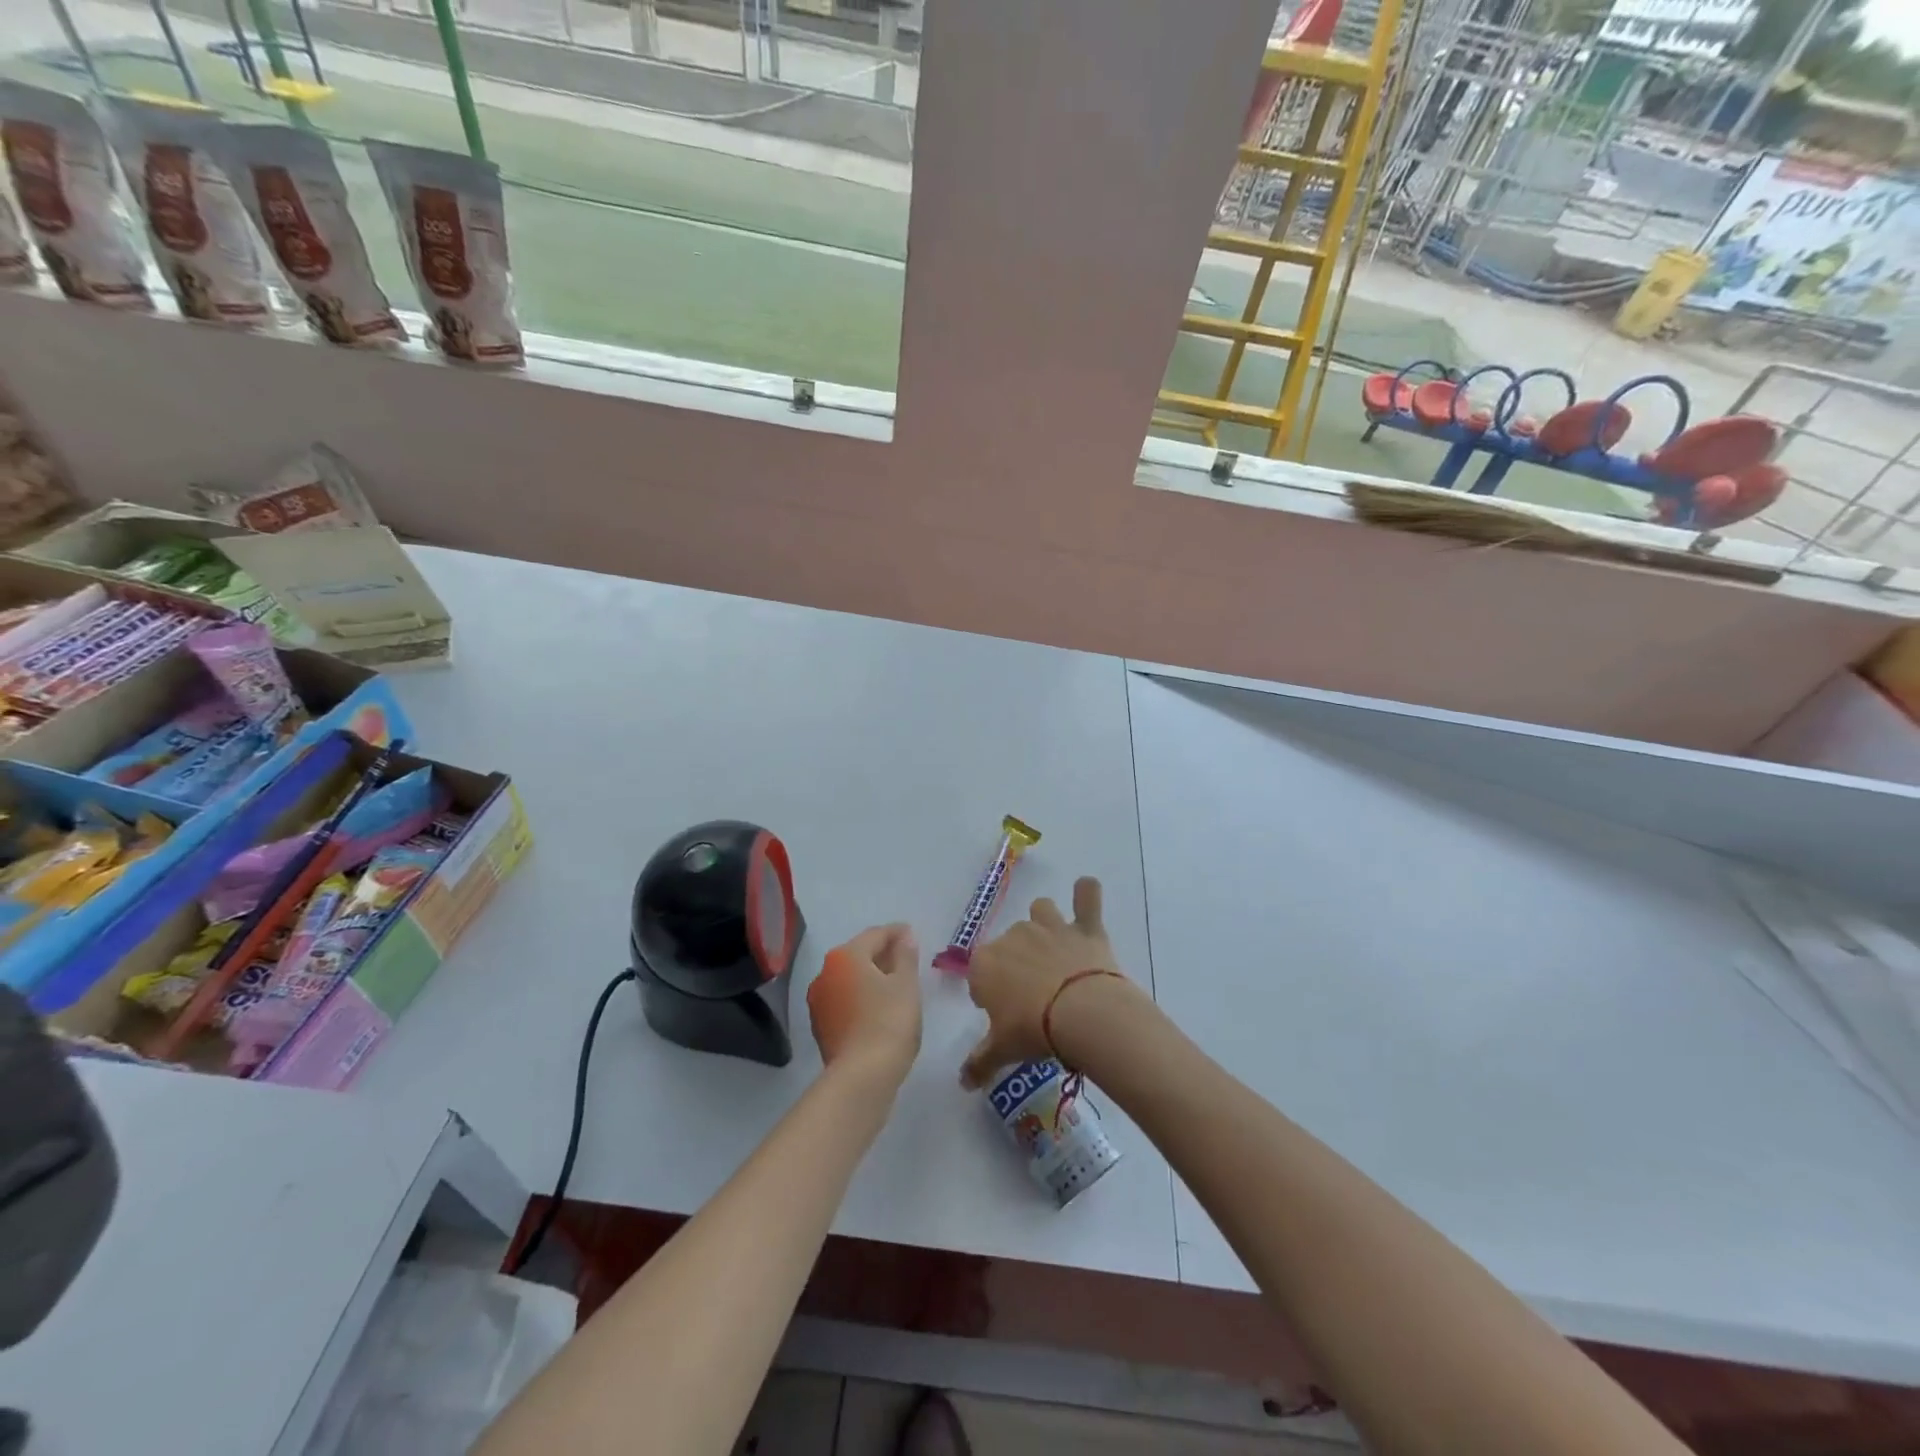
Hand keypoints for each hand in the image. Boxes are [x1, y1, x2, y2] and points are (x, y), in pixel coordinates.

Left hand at [807, 923, 922, 1086]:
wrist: (861, 1077)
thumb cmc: (889, 1022)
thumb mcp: (907, 985)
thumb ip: (906, 956)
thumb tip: (905, 936)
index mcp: (846, 956)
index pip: (875, 934)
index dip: (897, 933)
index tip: (912, 934)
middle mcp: (825, 972)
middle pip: (858, 955)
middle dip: (882, 954)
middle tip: (906, 959)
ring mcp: (819, 1001)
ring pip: (849, 979)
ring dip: (871, 977)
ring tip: (895, 985)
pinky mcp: (820, 1026)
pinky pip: (845, 1000)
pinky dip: (861, 998)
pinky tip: (879, 1008)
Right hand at [960, 877, 1124, 1088]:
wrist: (1081, 1013)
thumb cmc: (1032, 1030)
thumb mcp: (1002, 1050)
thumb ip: (979, 1062)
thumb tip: (963, 1083)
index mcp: (985, 963)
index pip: (978, 974)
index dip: (989, 992)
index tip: (1002, 1013)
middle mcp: (1013, 936)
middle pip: (1009, 943)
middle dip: (1016, 961)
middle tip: (1032, 995)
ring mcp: (1050, 927)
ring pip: (1041, 911)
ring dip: (1045, 923)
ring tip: (1055, 947)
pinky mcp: (1085, 928)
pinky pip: (1087, 898)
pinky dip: (1087, 894)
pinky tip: (1087, 890)